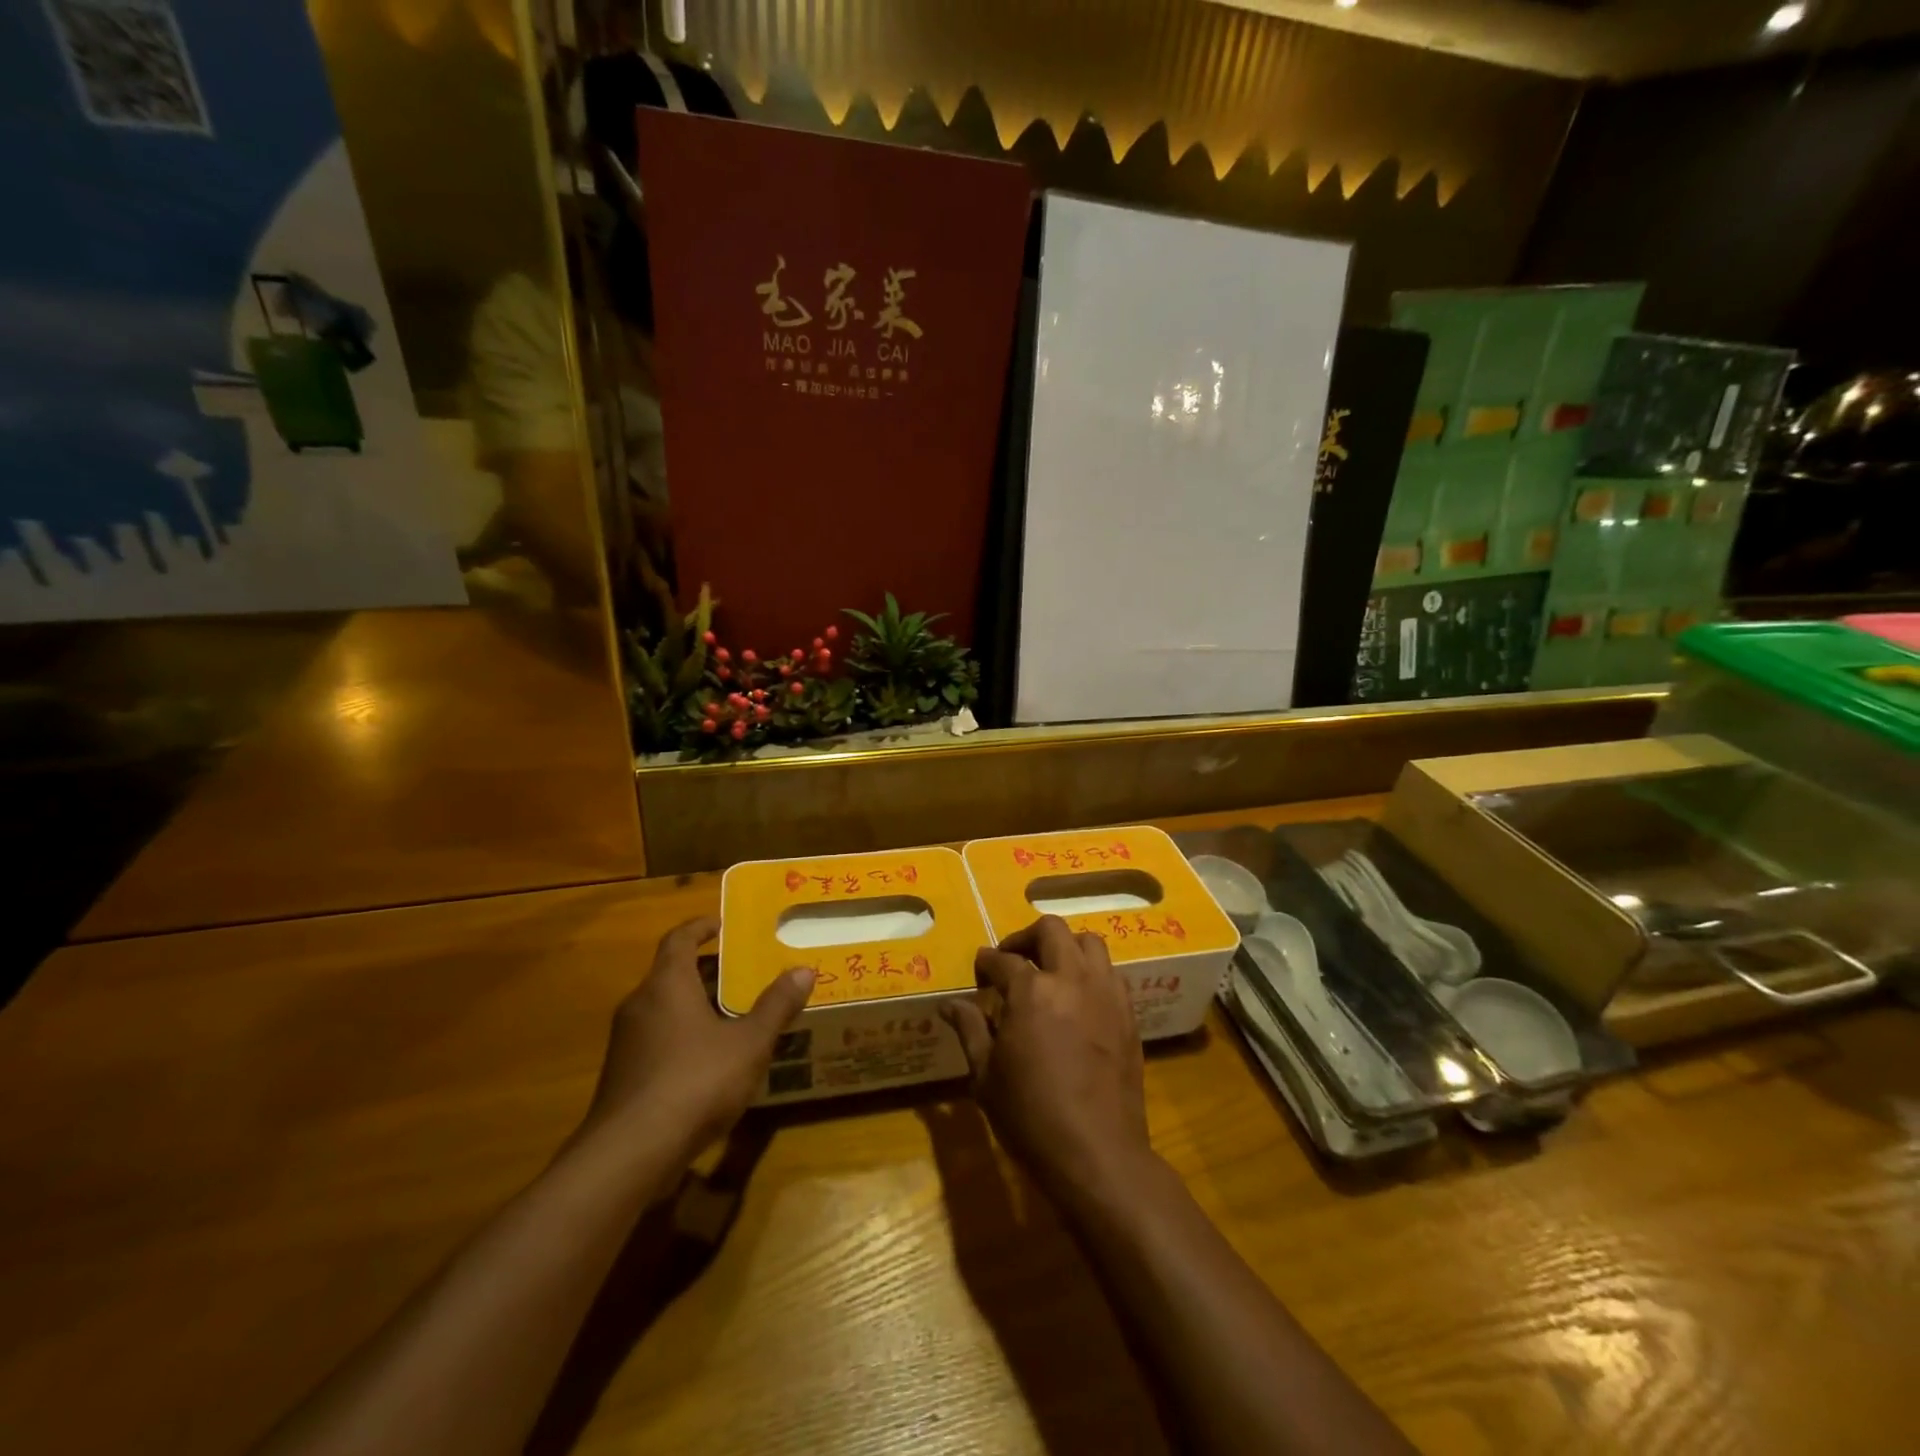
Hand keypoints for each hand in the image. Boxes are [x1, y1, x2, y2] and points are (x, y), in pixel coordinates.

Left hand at [581, 916, 813, 1160]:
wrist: (629, 1154)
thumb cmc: (694, 1082)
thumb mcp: (749, 1043)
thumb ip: (776, 1006)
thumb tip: (804, 970)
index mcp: (666, 985)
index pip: (678, 939)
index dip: (699, 927)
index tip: (721, 925)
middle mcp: (639, 1005)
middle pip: (671, 974)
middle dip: (705, 971)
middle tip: (742, 974)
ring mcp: (625, 1043)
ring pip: (662, 1010)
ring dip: (693, 1006)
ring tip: (731, 1017)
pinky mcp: (621, 1077)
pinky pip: (655, 1040)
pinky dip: (681, 1037)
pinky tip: (708, 1063)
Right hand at [943, 916, 1152, 1198]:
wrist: (1097, 1152)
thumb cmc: (1031, 1115)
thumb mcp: (986, 1075)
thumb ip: (970, 1029)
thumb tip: (949, 1004)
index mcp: (1031, 990)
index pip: (1002, 960)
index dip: (985, 963)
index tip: (979, 973)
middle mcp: (1070, 978)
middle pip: (1051, 930)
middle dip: (1026, 938)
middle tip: (1013, 960)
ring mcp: (1105, 993)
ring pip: (1089, 942)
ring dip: (1065, 948)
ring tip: (1051, 971)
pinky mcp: (1128, 1013)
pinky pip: (1111, 974)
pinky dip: (1092, 974)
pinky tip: (1079, 999)